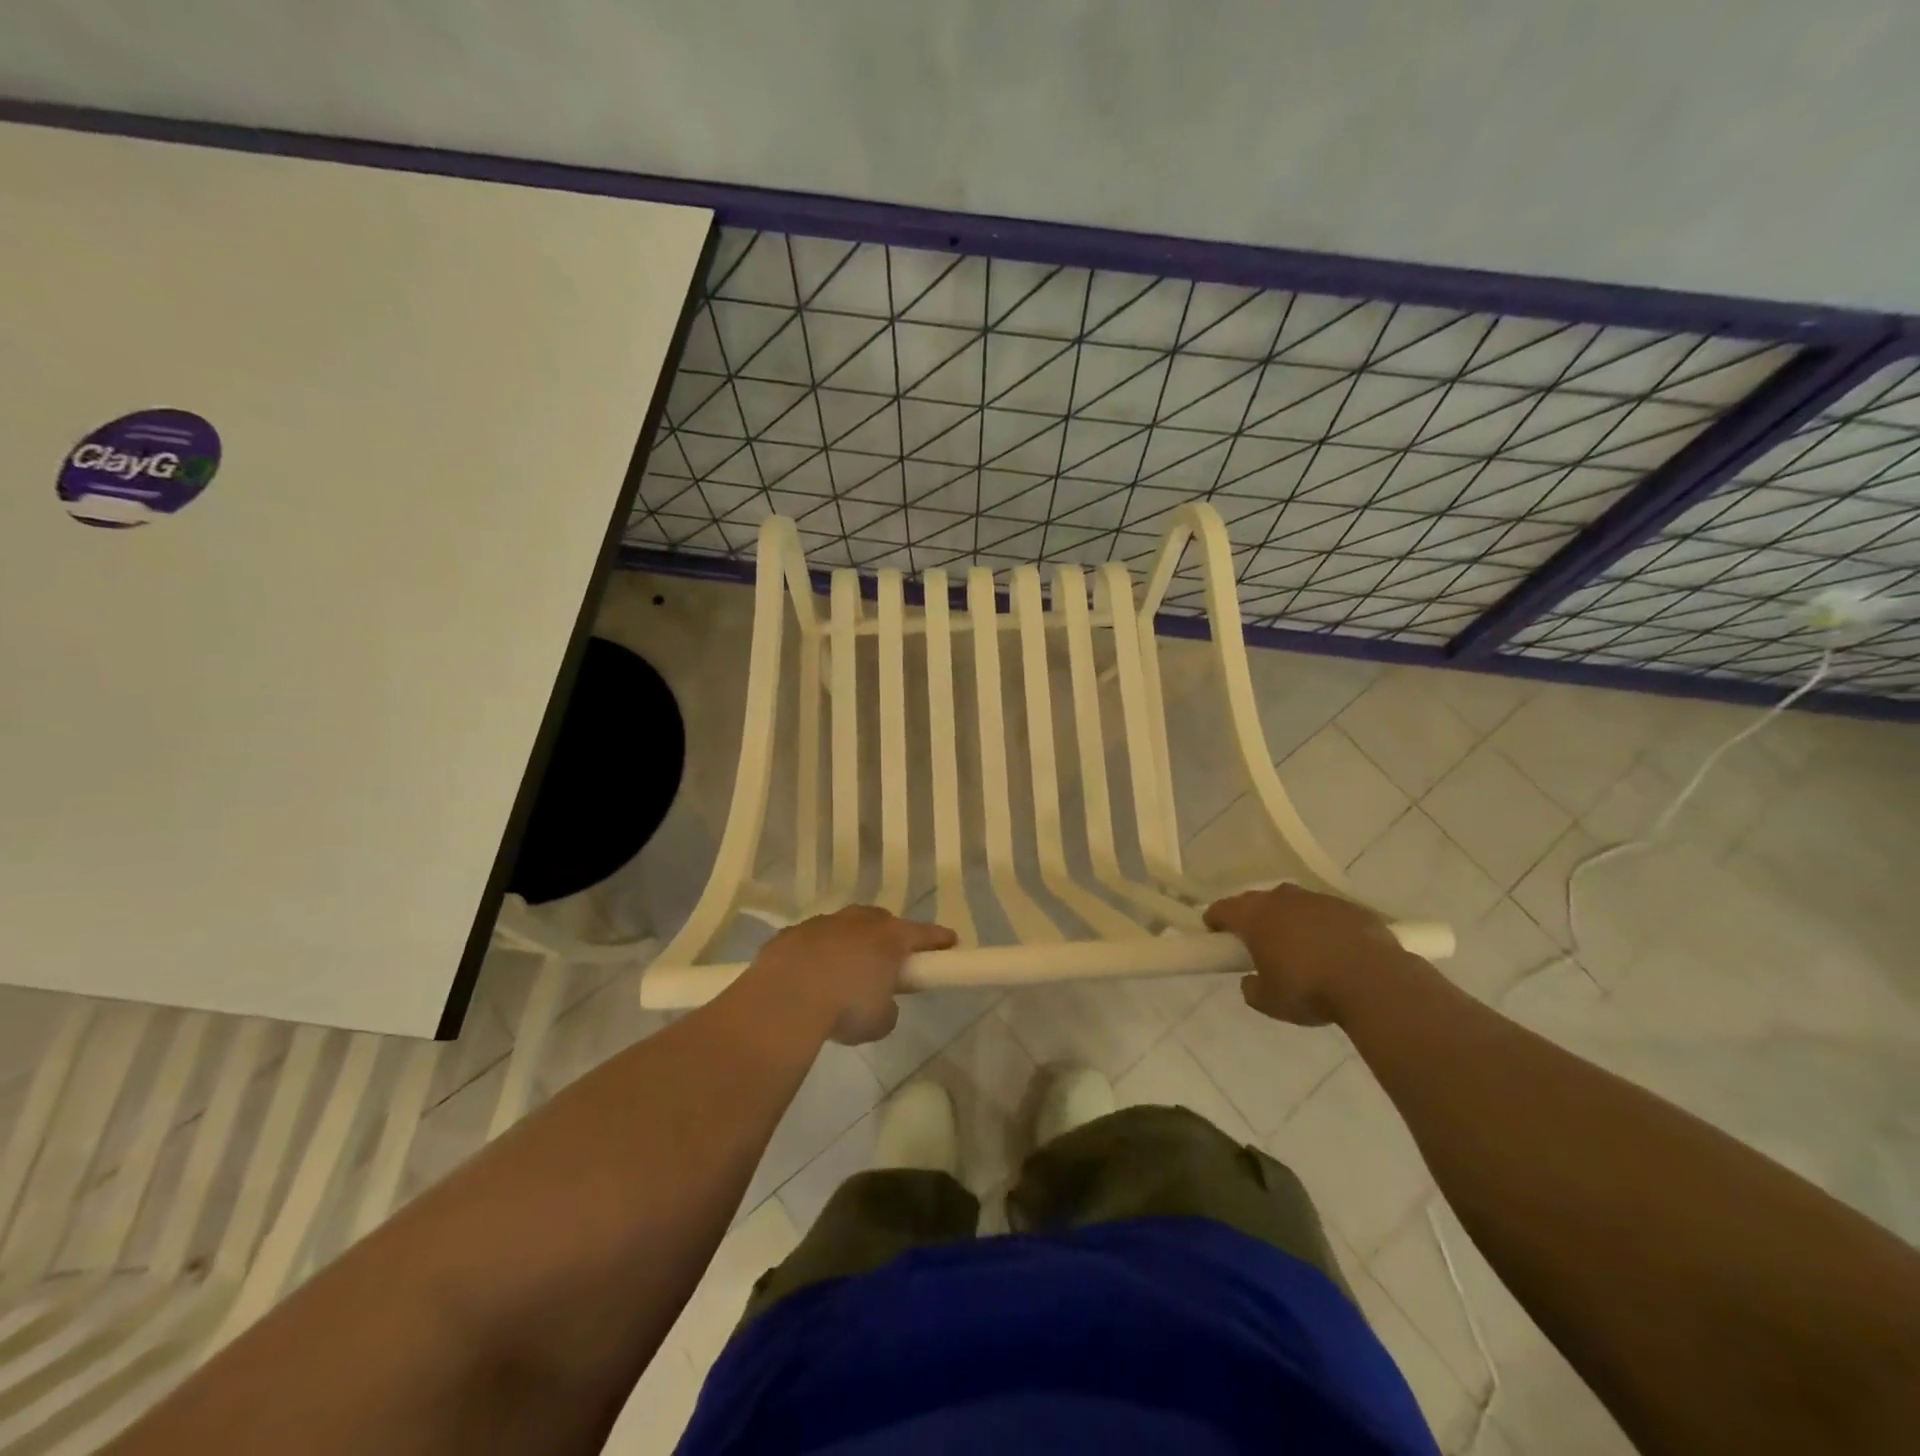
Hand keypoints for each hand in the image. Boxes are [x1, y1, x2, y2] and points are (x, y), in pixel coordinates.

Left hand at [745, 905, 956, 1044]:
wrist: (785, 999)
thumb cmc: (845, 1007)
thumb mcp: (880, 1021)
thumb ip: (888, 1007)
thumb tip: (881, 1003)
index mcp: (890, 937)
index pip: (924, 933)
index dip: (939, 939)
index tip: (950, 943)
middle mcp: (859, 922)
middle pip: (882, 922)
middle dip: (889, 937)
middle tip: (889, 960)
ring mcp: (823, 923)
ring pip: (844, 927)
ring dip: (849, 943)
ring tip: (844, 971)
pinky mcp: (791, 934)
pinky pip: (812, 940)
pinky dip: (816, 953)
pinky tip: (809, 976)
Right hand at [1204, 883, 1407, 1025]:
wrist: (1375, 983)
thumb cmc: (1310, 989)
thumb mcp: (1269, 1002)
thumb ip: (1252, 988)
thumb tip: (1251, 980)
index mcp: (1255, 916)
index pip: (1223, 909)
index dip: (1215, 920)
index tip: (1215, 933)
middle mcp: (1282, 899)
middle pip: (1257, 901)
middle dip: (1252, 917)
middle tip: (1255, 942)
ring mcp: (1318, 900)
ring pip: (1293, 904)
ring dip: (1289, 919)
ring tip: (1297, 945)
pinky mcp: (1350, 908)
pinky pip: (1325, 913)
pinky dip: (1321, 926)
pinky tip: (1332, 949)